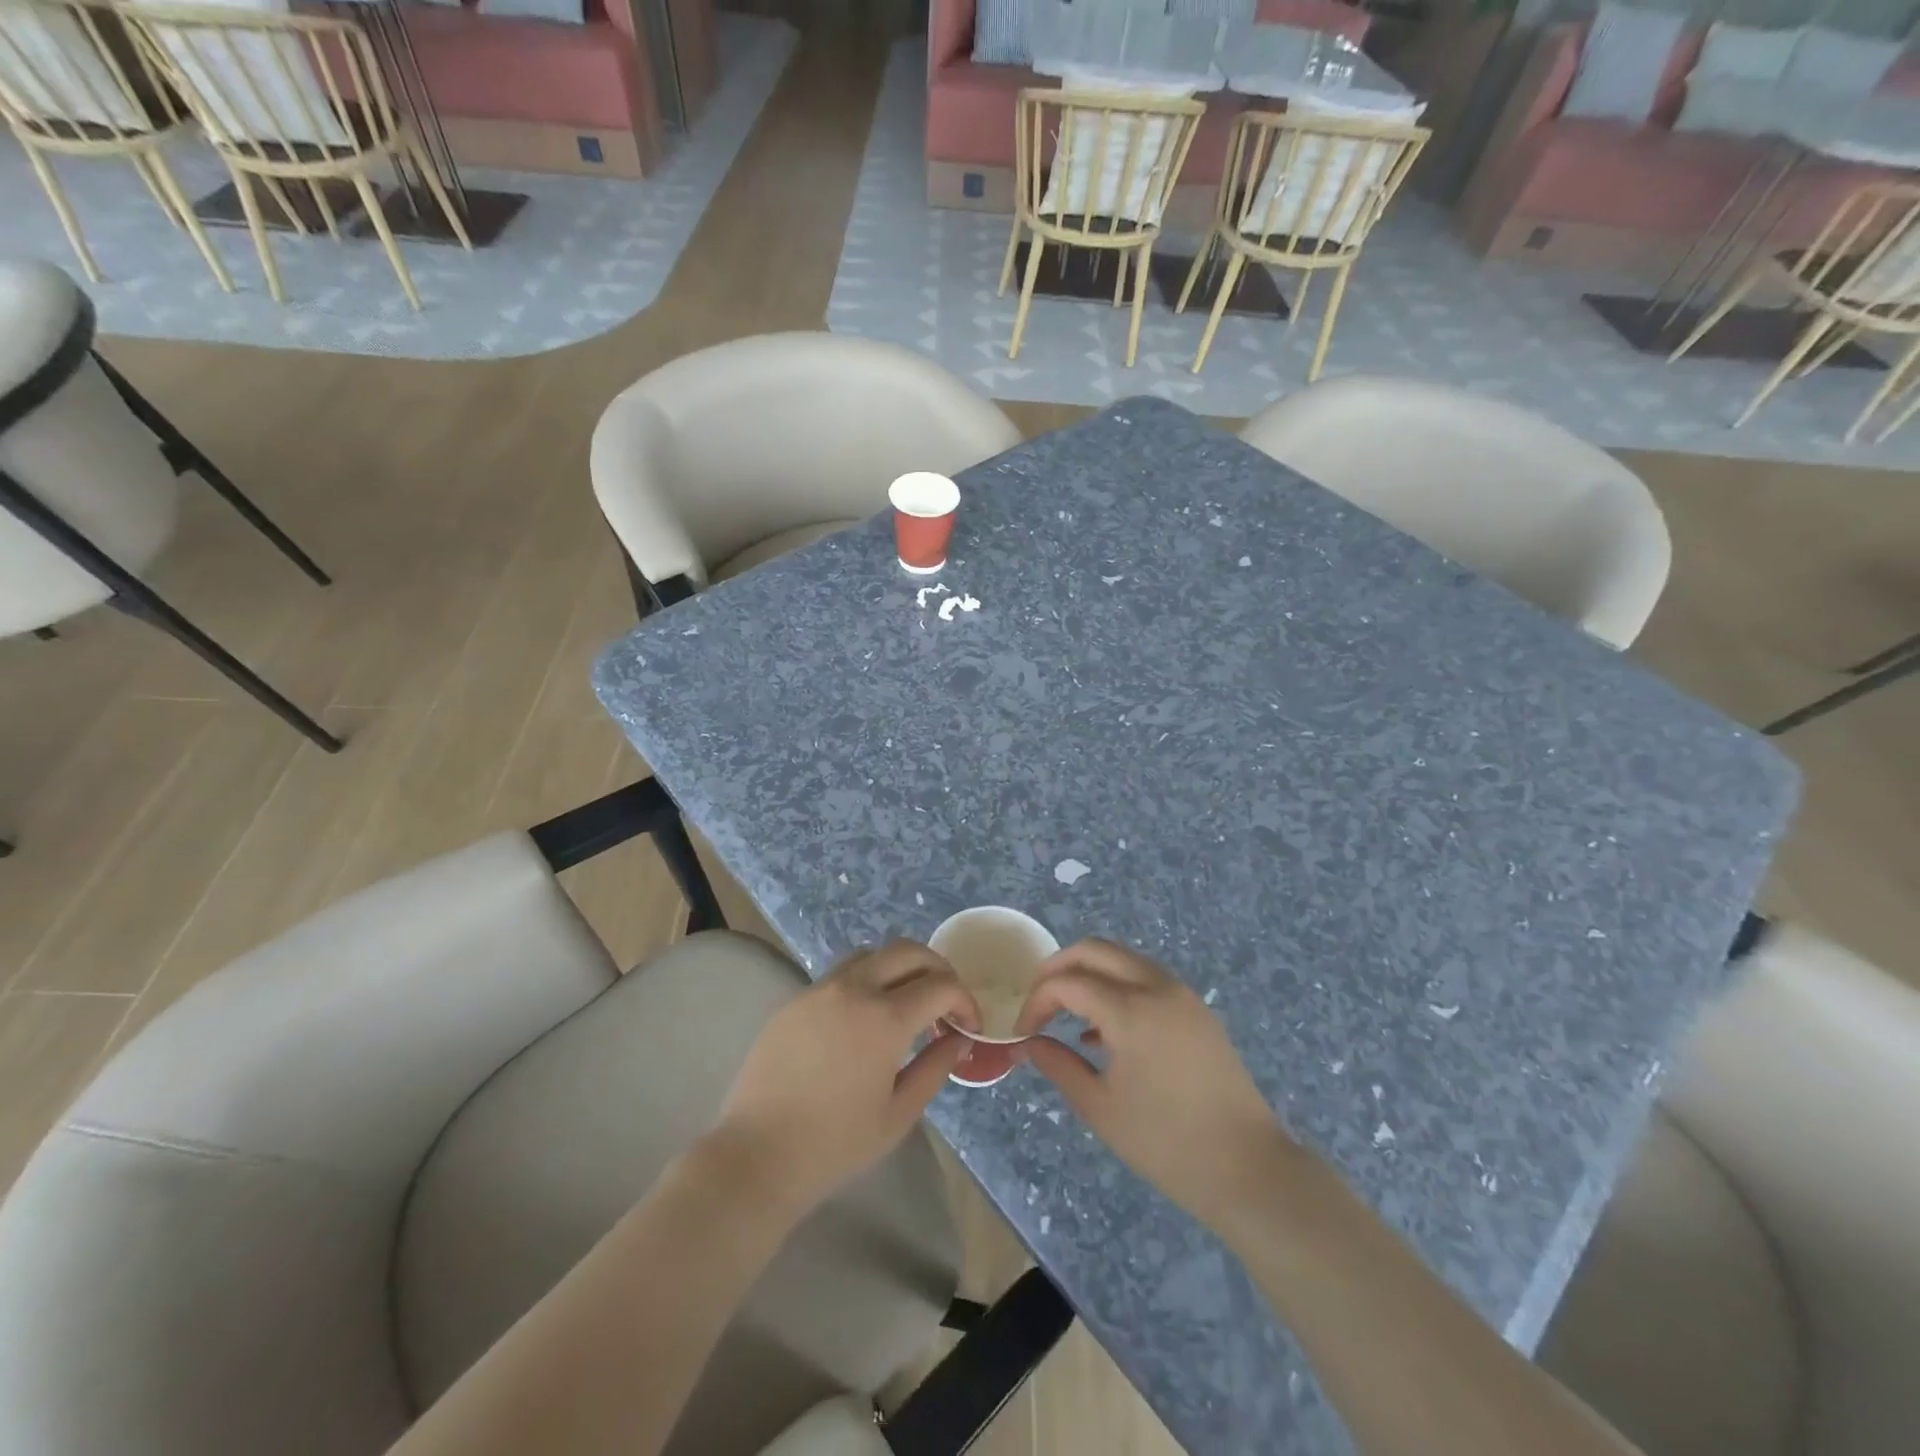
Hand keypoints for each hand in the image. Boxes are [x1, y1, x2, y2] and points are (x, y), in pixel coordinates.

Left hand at [709, 941, 977, 1219]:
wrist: (756, 1155)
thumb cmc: (835, 1144)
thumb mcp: (898, 1113)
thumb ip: (935, 1068)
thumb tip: (959, 1039)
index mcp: (885, 1018)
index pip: (941, 985)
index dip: (964, 1001)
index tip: (969, 1026)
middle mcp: (854, 988)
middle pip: (908, 951)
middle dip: (937, 969)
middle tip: (946, 1002)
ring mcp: (820, 989)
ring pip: (872, 954)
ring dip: (899, 968)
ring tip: (906, 1002)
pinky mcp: (795, 999)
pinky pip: (840, 974)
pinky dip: (866, 981)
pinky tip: (863, 1018)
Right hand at [1014, 939, 1294, 1228]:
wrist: (1249, 1168)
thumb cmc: (1167, 1143)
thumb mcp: (1100, 1108)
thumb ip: (1058, 1066)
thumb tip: (1027, 1044)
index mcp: (1131, 1010)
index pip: (1068, 982)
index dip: (1037, 1001)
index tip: (1023, 1032)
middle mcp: (1157, 987)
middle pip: (1095, 950)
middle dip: (1059, 967)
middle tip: (1037, 1000)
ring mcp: (1182, 994)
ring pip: (1123, 959)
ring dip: (1089, 974)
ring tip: (1066, 1013)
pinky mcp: (1196, 1010)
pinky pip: (1146, 979)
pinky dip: (1117, 987)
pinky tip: (1102, 1031)